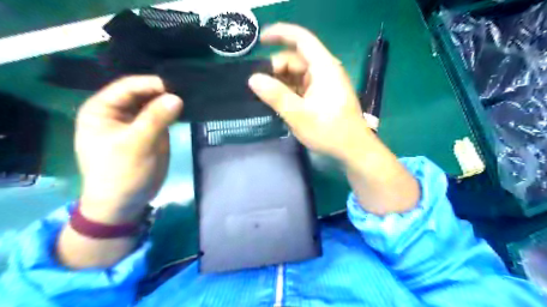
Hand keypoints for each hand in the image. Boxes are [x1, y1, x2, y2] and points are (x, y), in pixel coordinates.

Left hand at [75, 75, 182, 221]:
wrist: (125, 202)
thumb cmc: (121, 173)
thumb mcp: (136, 145)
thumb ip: (155, 119)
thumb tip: (176, 97)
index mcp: (102, 109)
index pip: (128, 87)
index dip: (152, 84)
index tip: (178, 85)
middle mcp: (118, 112)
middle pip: (142, 94)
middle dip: (163, 92)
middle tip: (188, 90)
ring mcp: (135, 122)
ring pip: (154, 104)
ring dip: (170, 102)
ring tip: (190, 97)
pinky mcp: (149, 132)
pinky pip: (162, 117)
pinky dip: (172, 113)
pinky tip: (186, 110)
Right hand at [248, 23, 370, 159]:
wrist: (353, 150)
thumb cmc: (329, 131)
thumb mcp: (299, 114)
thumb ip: (276, 95)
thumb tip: (253, 79)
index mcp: (323, 68)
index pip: (300, 39)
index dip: (279, 34)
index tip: (259, 41)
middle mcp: (324, 70)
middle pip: (295, 59)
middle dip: (276, 69)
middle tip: (259, 86)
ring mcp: (324, 83)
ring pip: (297, 74)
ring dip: (281, 82)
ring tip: (264, 95)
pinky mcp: (322, 95)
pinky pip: (301, 86)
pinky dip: (288, 91)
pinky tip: (277, 102)